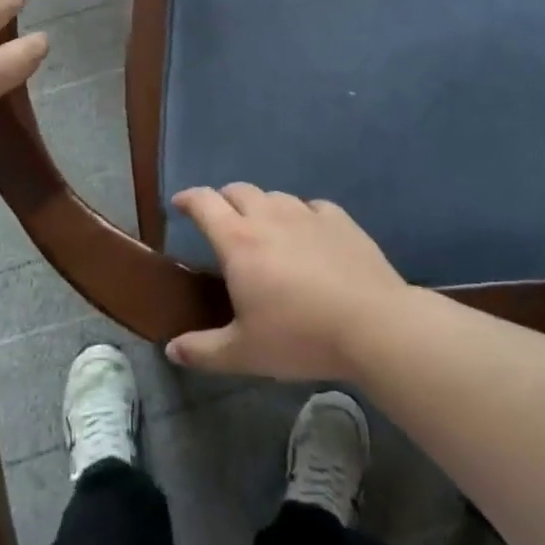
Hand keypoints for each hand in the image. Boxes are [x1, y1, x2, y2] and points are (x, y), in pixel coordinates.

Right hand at [164, 184, 410, 381]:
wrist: (373, 324)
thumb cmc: (300, 336)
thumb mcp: (245, 353)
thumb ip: (203, 351)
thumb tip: (171, 349)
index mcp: (238, 241)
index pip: (204, 203)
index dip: (188, 199)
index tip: (180, 204)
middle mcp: (269, 217)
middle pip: (238, 191)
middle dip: (224, 200)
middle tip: (221, 221)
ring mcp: (307, 214)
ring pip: (275, 195)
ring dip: (262, 206)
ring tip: (264, 229)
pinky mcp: (340, 220)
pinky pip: (311, 206)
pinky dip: (301, 214)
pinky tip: (308, 233)